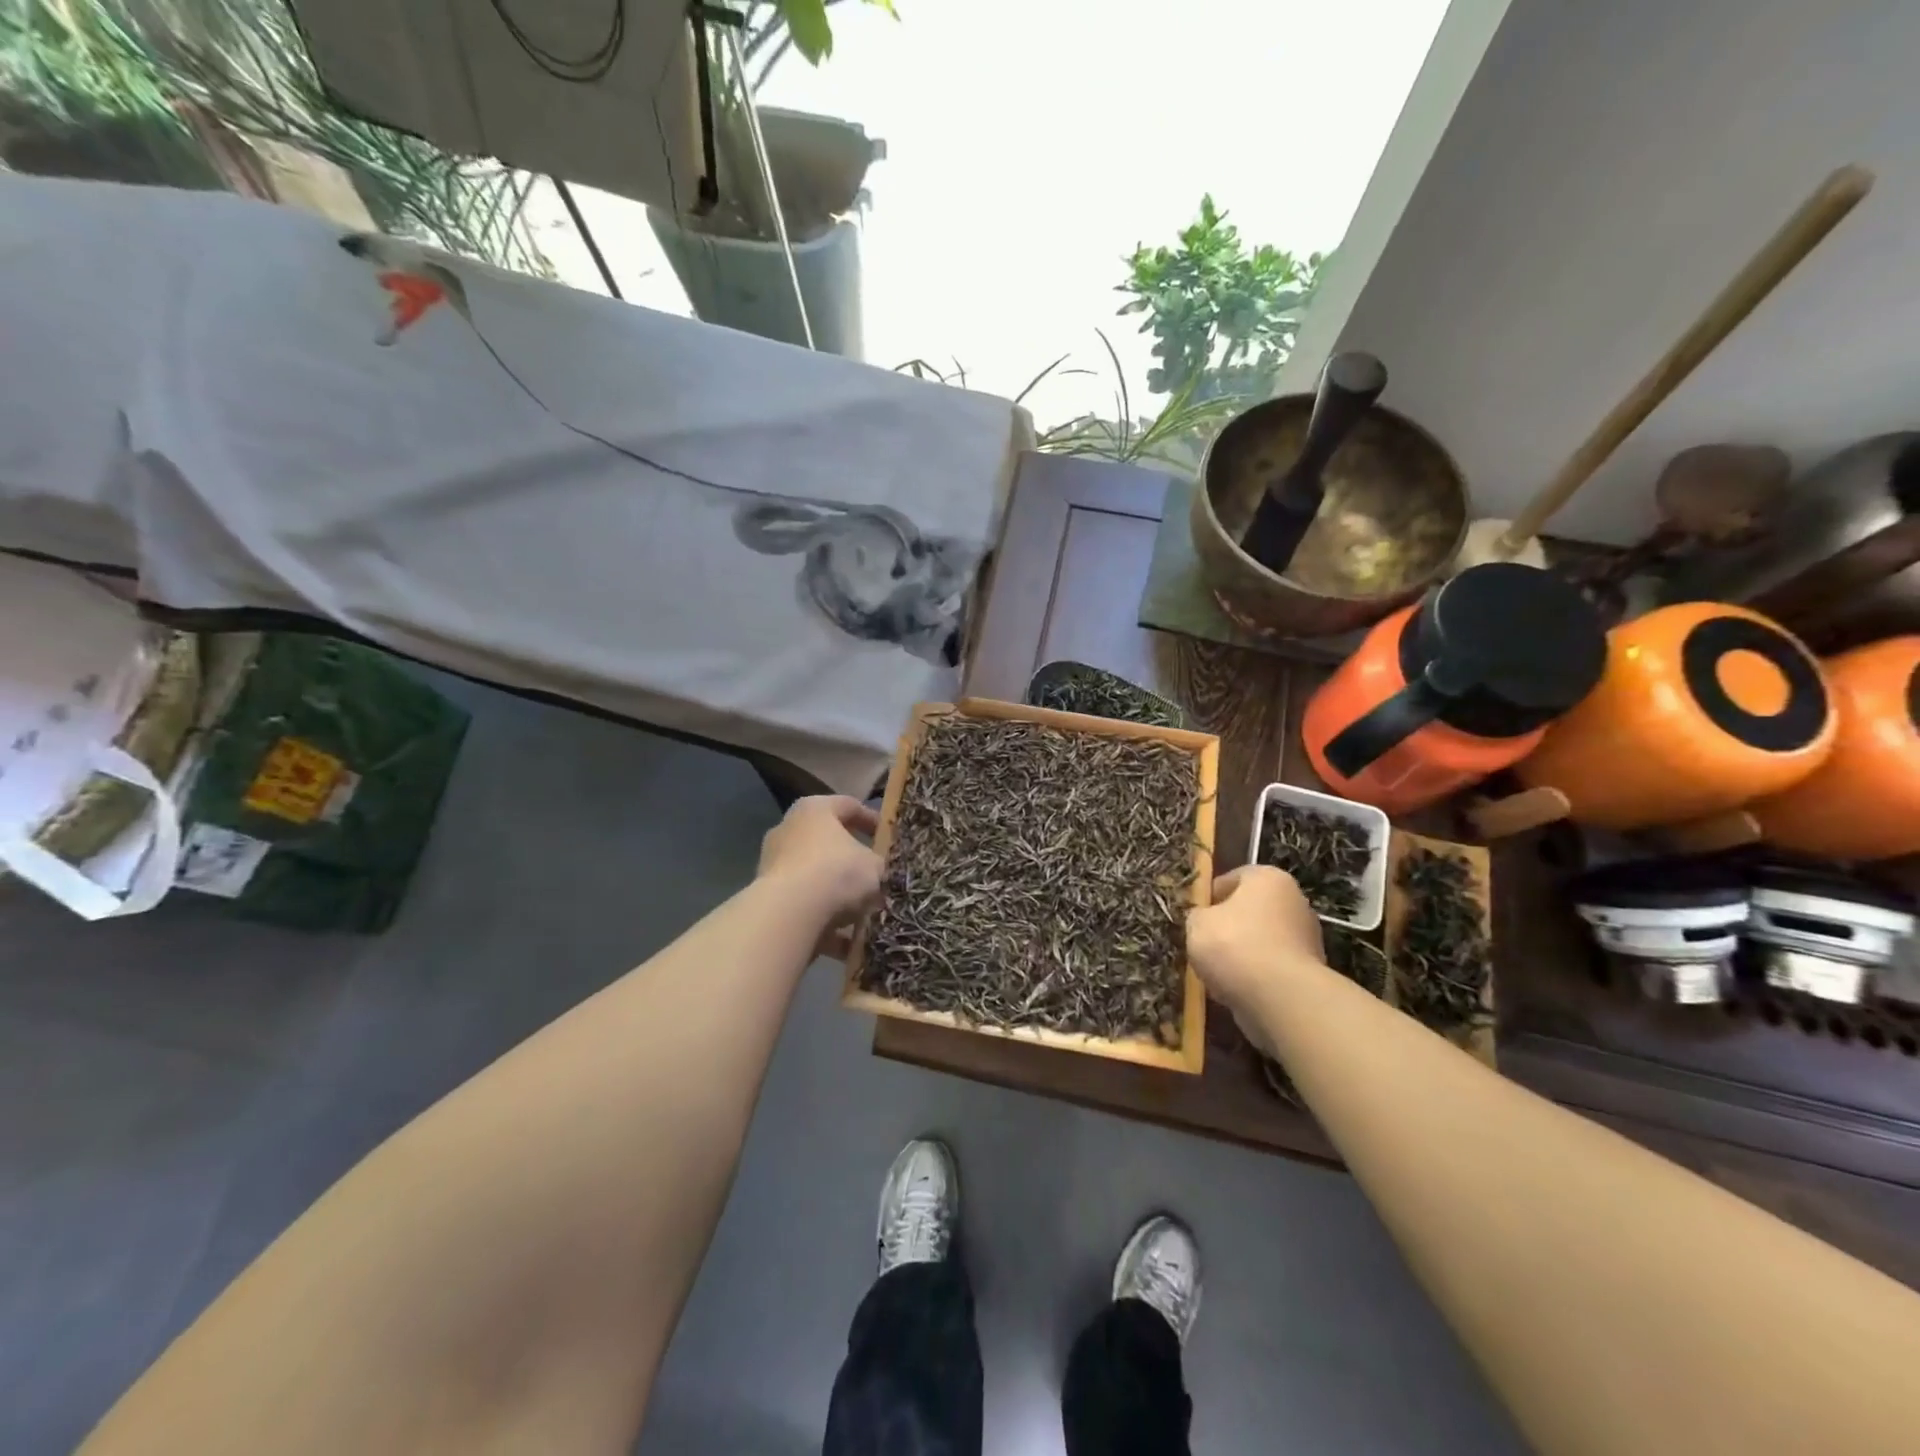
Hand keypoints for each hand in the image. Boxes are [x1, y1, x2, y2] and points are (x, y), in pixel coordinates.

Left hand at [758, 795, 881, 955]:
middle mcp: (788, 831)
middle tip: (877, 876)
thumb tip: (879, 873)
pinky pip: (805, 908)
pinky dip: (826, 924)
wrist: (789, 914)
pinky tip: (850, 943)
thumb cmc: (836, 873)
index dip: (872, 820)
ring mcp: (774, 865)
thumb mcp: (875, 866)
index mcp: (814, 810)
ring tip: (866, 915)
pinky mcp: (768, 899)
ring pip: (816, 879)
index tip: (888, 837)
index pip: (849, 805)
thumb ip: (880, 865)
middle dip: (853, 862)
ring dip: (839, 897)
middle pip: (828, 843)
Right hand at [1188, 865, 1325, 1056]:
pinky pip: (1271, 969)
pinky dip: (1255, 977)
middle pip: (1250, 911)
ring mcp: (1307, 939)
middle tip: (1204, 945)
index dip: (1209, 897)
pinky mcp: (1310, 973)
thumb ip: (1198, 915)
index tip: (1194, 917)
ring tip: (1216, 974)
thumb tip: (1204, 920)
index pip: (1233, 878)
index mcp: (1269, 878)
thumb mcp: (1197, 923)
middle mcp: (1295, 901)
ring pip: (1260, 942)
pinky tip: (1236, 991)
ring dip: (1241, 955)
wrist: (1281, 998)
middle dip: (1227, 928)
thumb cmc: (1235, 945)